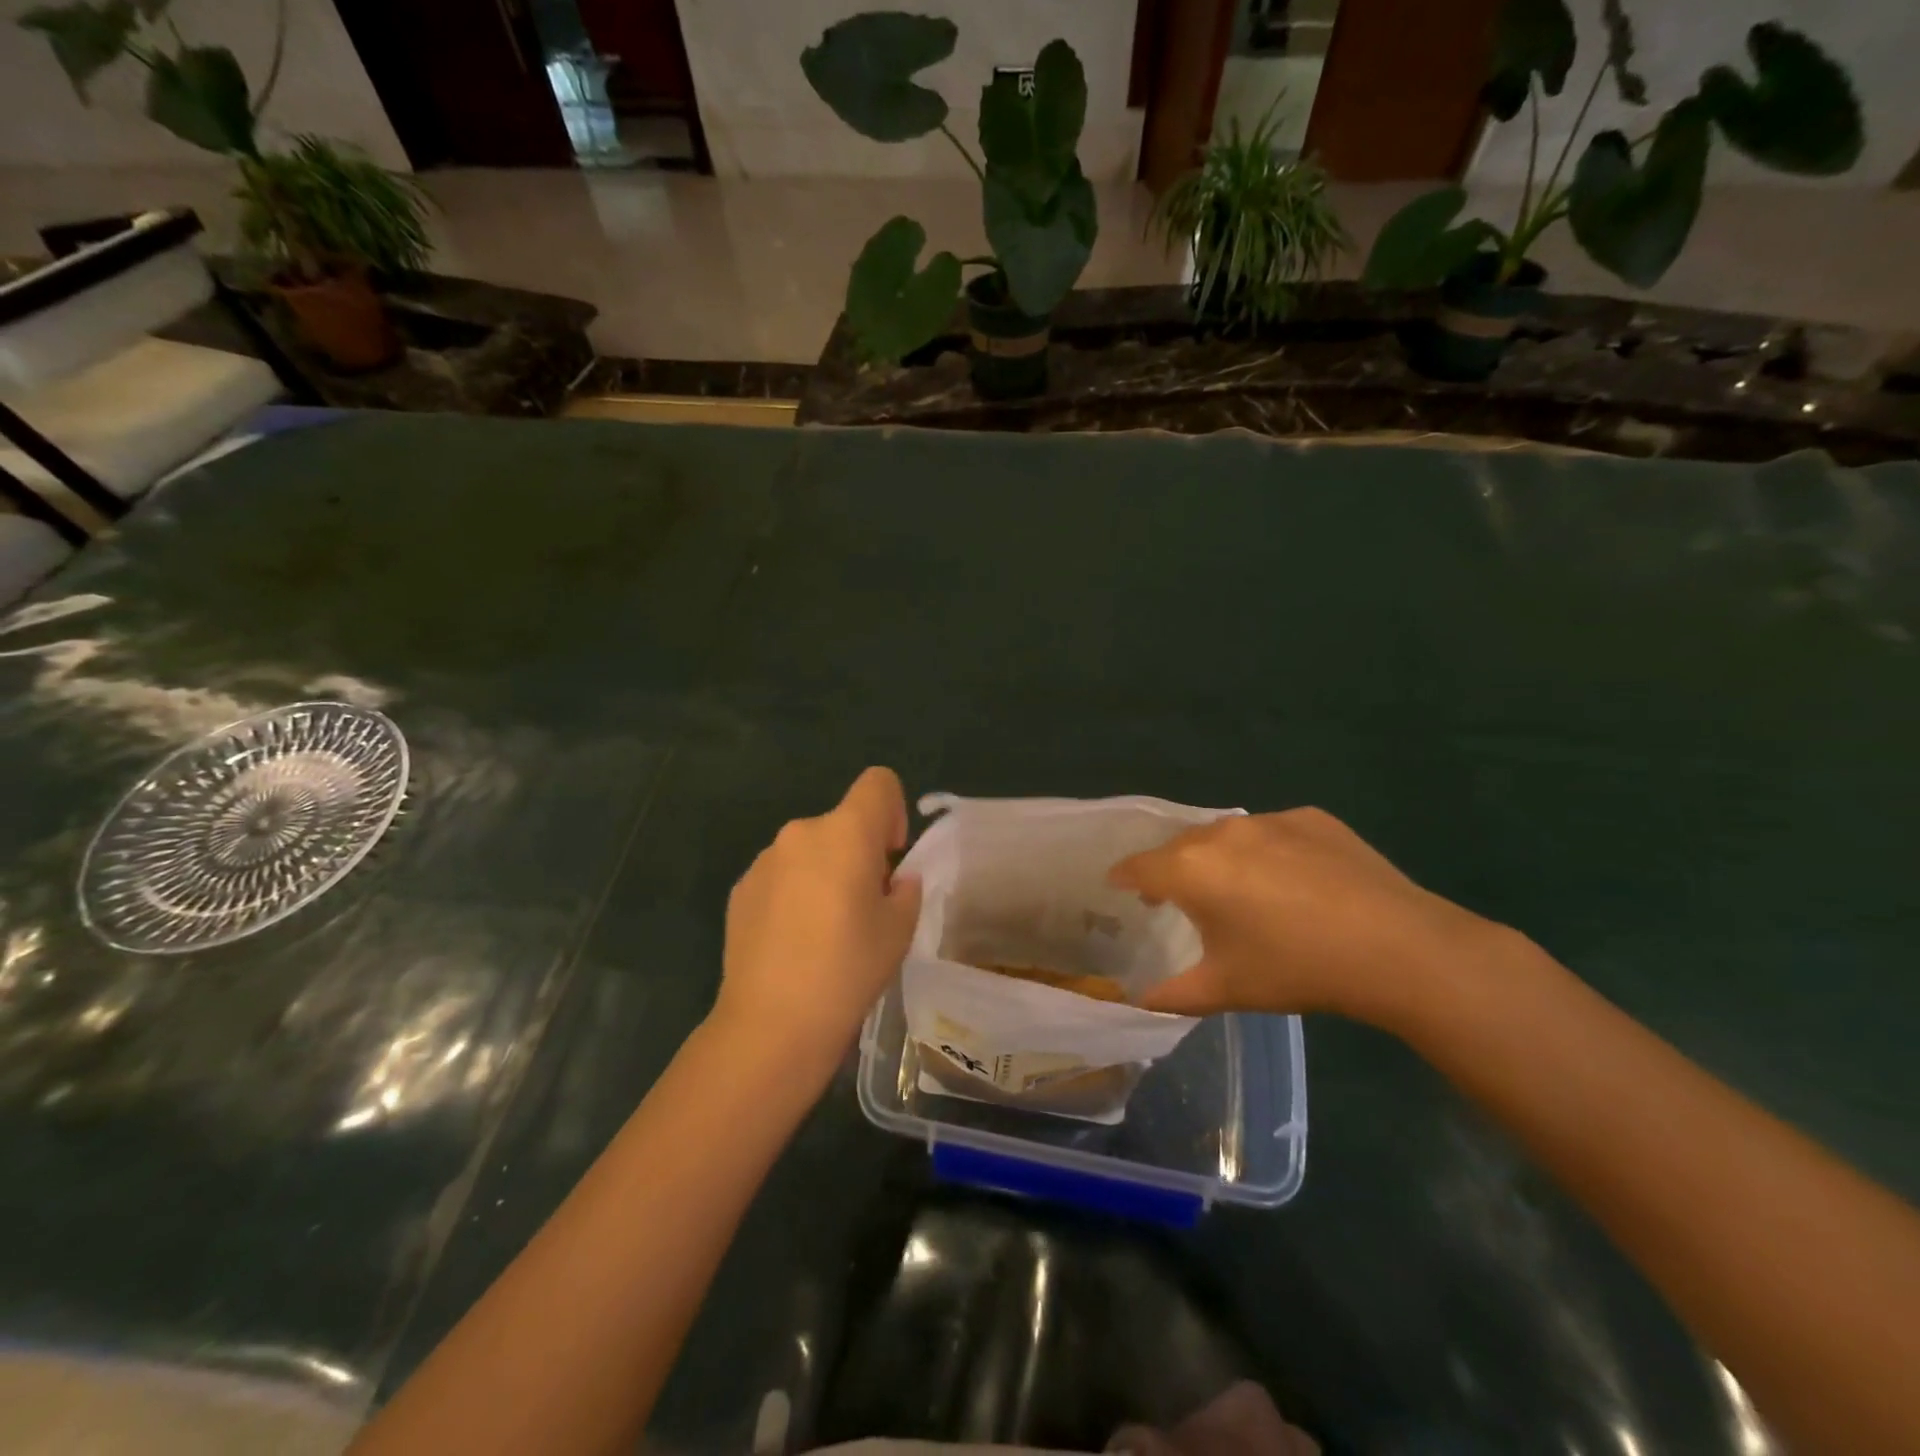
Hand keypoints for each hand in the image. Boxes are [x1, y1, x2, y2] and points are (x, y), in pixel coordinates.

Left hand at [715, 767, 923, 1070]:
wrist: (771, 1023)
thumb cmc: (848, 969)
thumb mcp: (900, 929)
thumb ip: (905, 890)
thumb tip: (893, 881)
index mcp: (846, 832)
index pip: (879, 782)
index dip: (893, 811)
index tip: (890, 858)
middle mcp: (801, 832)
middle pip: (842, 823)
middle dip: (859, 853)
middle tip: (864, 909)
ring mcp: (764, 860)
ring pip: (810, 850)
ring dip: (824, 873)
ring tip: (824, 932)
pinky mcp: (740, 889)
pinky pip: (781, 876)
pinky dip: (794, 894)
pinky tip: (792, 943)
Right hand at [1109, 808, 1509, 1033]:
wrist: (1396, 947)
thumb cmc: (1295, 969)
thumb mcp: (1225, 989)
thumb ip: (1172, 995)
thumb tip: (1140, 1002)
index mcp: (1190, 869)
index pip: (1138, 866)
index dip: (1124, 877)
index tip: (1119, 887)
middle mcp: (1222, 832)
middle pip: (1180, 847)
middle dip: (1172, 870)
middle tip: (1180, 899)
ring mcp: (1270, 819)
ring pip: (1226, 835)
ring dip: (1220, 858)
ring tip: (1238, 891)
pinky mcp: (1311, 818)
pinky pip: (1272, 832)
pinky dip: (1268, 852)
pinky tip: (1294, 883)